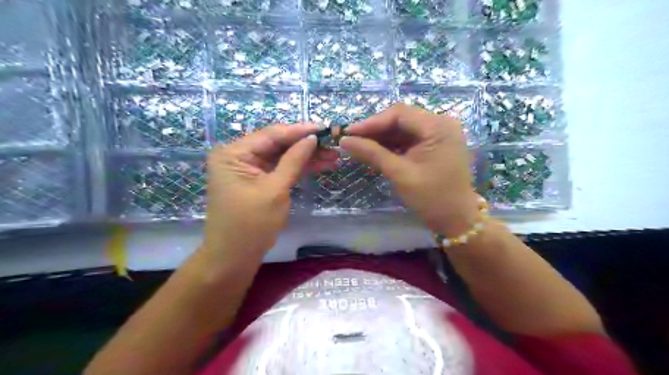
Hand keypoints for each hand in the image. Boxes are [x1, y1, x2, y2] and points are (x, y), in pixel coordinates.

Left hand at [202, 124, 340, 261]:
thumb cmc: (251, 224)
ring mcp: (248, 168)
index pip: (271, 135)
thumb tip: (312, 138)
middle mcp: (238, 156)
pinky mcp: (258, 180)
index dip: (300, 131)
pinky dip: (298, 168)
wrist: (235, 257)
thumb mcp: (275, 190)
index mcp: (233, 153)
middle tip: (333, 143)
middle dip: (305, 145)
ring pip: (282, 156)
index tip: (324, 127)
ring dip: (306, 156)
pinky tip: (320, 164)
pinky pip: (280, 169)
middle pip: (278, 144)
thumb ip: (294, 161)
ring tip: (333, 156)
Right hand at [342, 104, 477, 235]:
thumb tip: (344, 141)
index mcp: (438, 127)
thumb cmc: (431, 197)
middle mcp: (441, 124)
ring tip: (359, 146)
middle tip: (351, 140)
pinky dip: (392, 145)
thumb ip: (372, 153)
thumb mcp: (399, 174)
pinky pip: (409, 139)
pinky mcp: (435, 145)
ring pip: (403, 129)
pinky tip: (375, 151)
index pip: (399, 114)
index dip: (371, 122)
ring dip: (382, 138)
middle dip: (375, 130)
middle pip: (401, 119)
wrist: (456, 219)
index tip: (348, 133)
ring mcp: (439, 134)